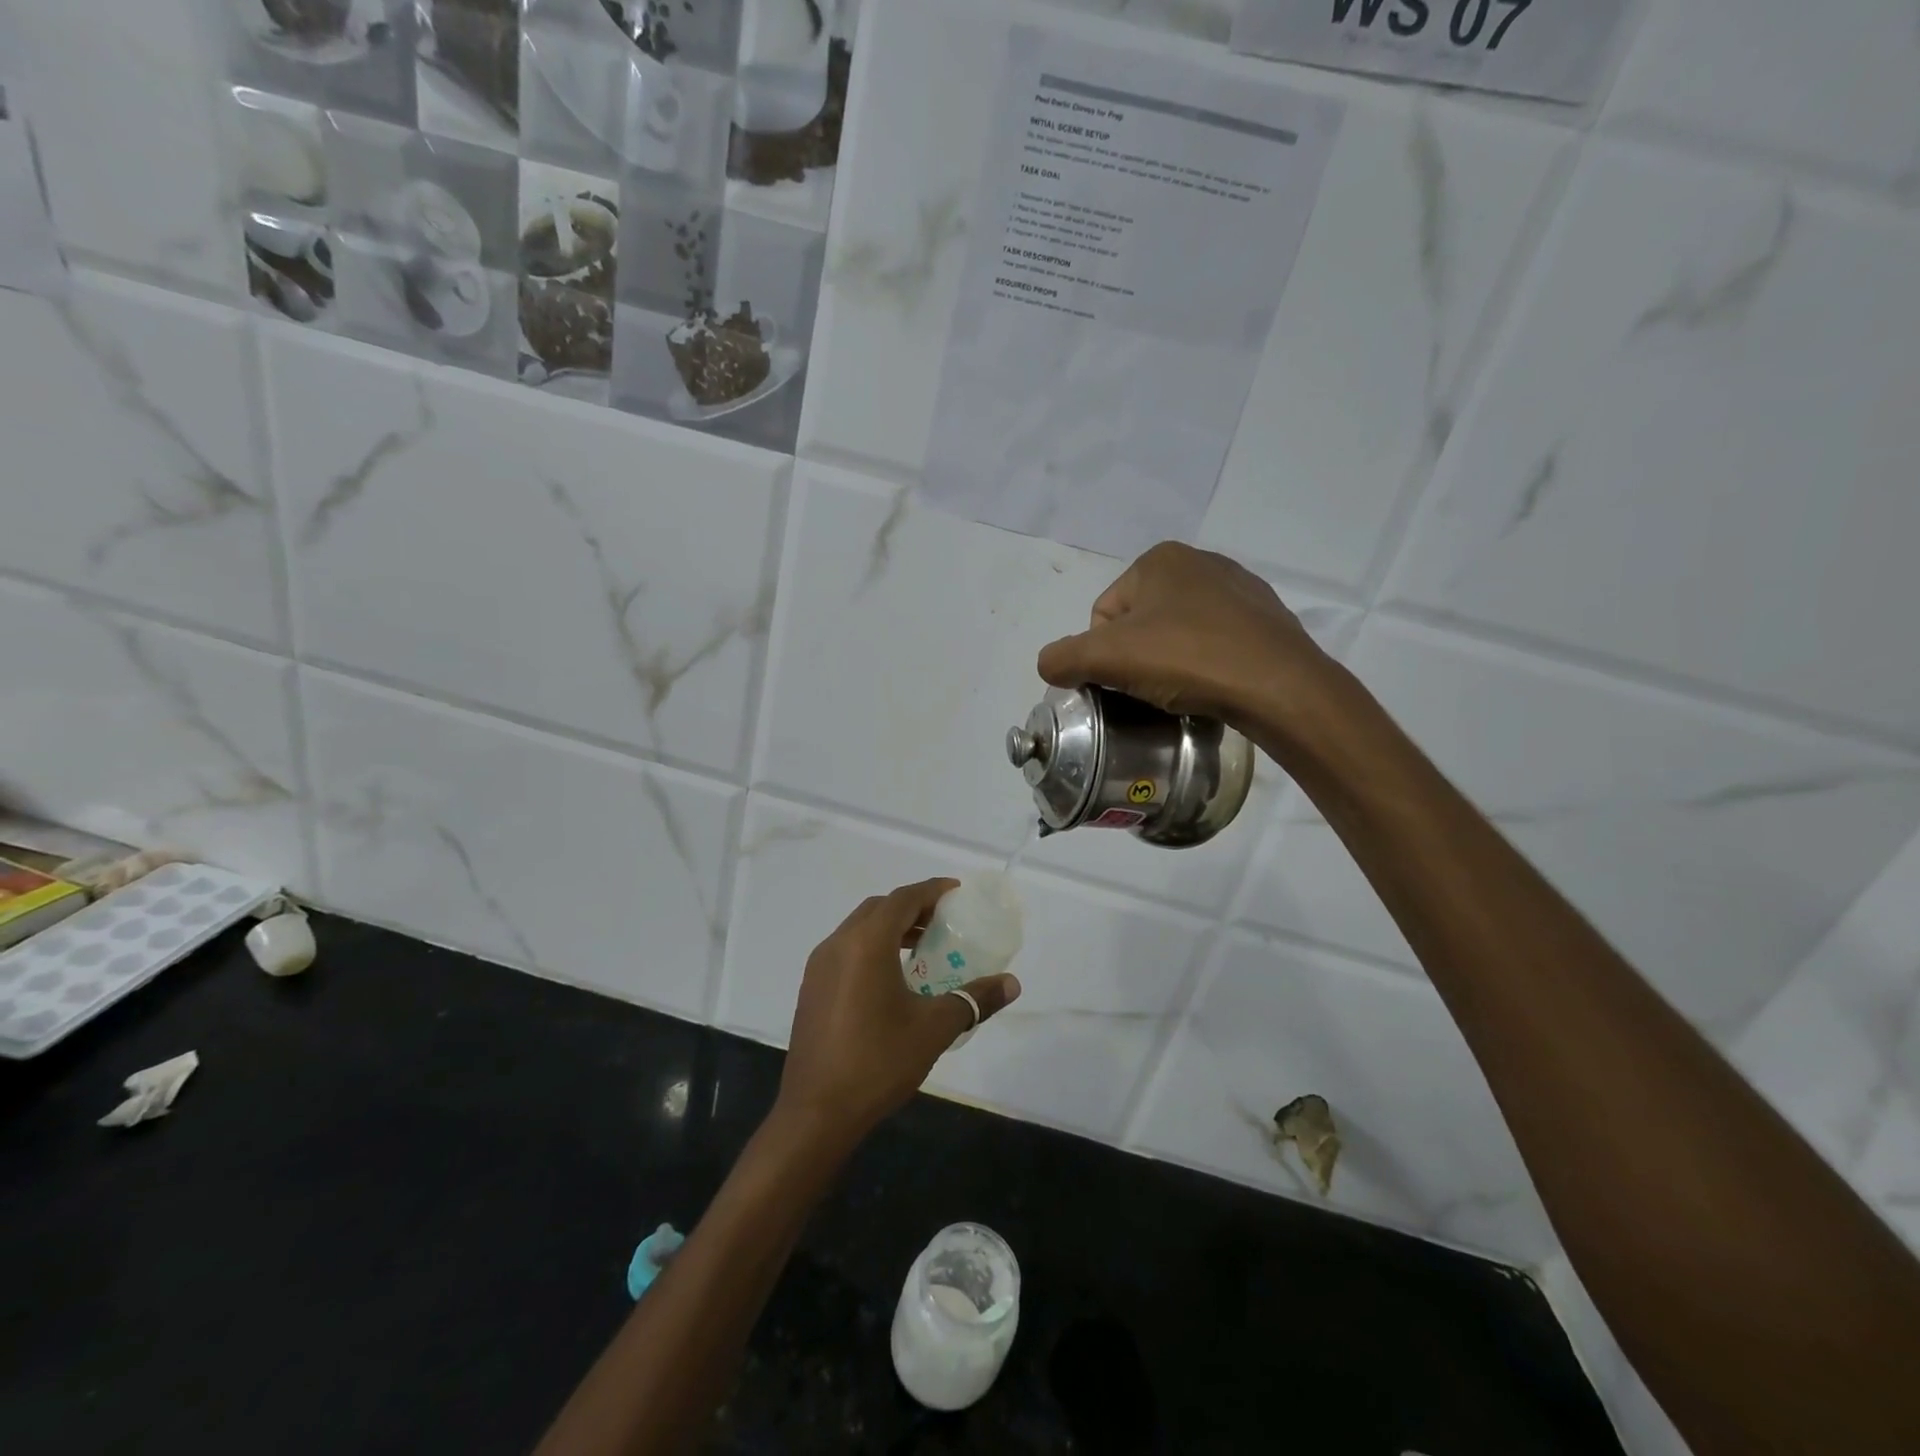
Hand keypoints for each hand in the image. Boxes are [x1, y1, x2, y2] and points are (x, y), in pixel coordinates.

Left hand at [776, 879, 1020, 1143]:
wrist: (816, 1112)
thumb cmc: (878, 1062)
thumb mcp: (934, 1028)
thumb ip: (974, 999)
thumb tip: (1012, 983)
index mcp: (866, 943)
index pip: (903, 899)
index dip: (932, 890)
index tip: (957, 892)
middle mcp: (838, 944)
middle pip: (879, 908)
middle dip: (912, 907)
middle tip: (944, 921)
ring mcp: (819, 966)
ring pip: (859, 928)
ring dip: (890, 927)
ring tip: (922, 948)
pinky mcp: (811, 988)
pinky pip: (846, 950)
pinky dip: (871, 947)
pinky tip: (891, 978)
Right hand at [1037, 542, 1333, 730]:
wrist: (1277, 685)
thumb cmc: (1186, 658)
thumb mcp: (1107, 658)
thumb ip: (1063, 657)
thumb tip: (1048, 664)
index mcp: (1159, 559)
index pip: (1104, 613)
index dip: (1102, 653)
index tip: (1124, 680)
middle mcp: (1200, 562)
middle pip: (1140, 622)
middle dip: (1137, 657)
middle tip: (1149, 690)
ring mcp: (1239, 588)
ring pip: (1178, 632)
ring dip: (1170, 661)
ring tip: (1182, 691)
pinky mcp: (1266, 619)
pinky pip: (1215, 642)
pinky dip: (1205, 663)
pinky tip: (1212, 685)